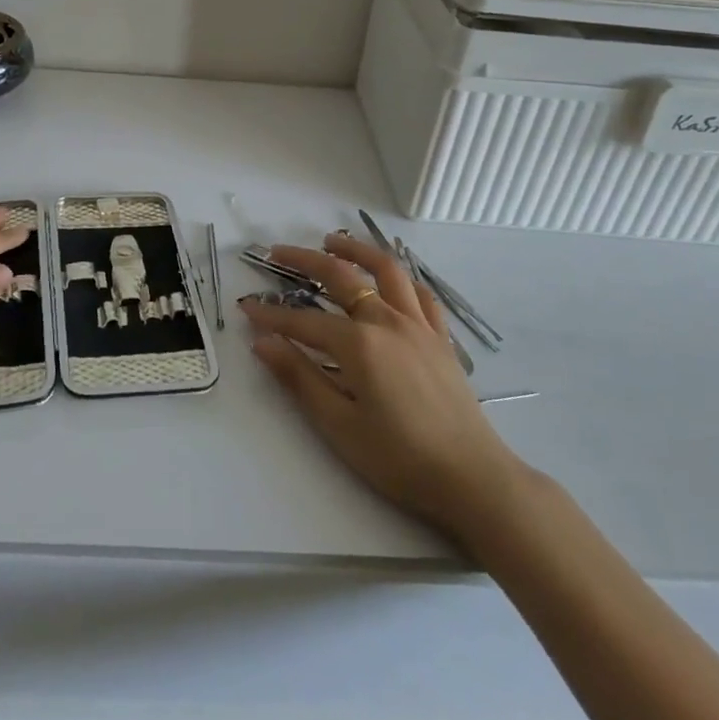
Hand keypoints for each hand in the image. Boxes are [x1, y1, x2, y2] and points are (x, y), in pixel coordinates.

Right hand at [241, 233, 525, 541]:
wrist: (473, 478)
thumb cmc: (400, 459)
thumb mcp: (339, 426)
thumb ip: (299, 378)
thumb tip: (262, 342)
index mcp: (358, 344)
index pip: (303, 321)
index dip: (271, 315)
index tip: (246, 307)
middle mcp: (387, 321)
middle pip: (341, 276)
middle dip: (304, 261)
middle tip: (278, 253)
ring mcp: (418, 325)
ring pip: (385, 270)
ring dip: (356, 250)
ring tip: (333, 241)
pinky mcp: (440, 337)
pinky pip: (420, 294)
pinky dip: (400, 278)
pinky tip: (390, 279)